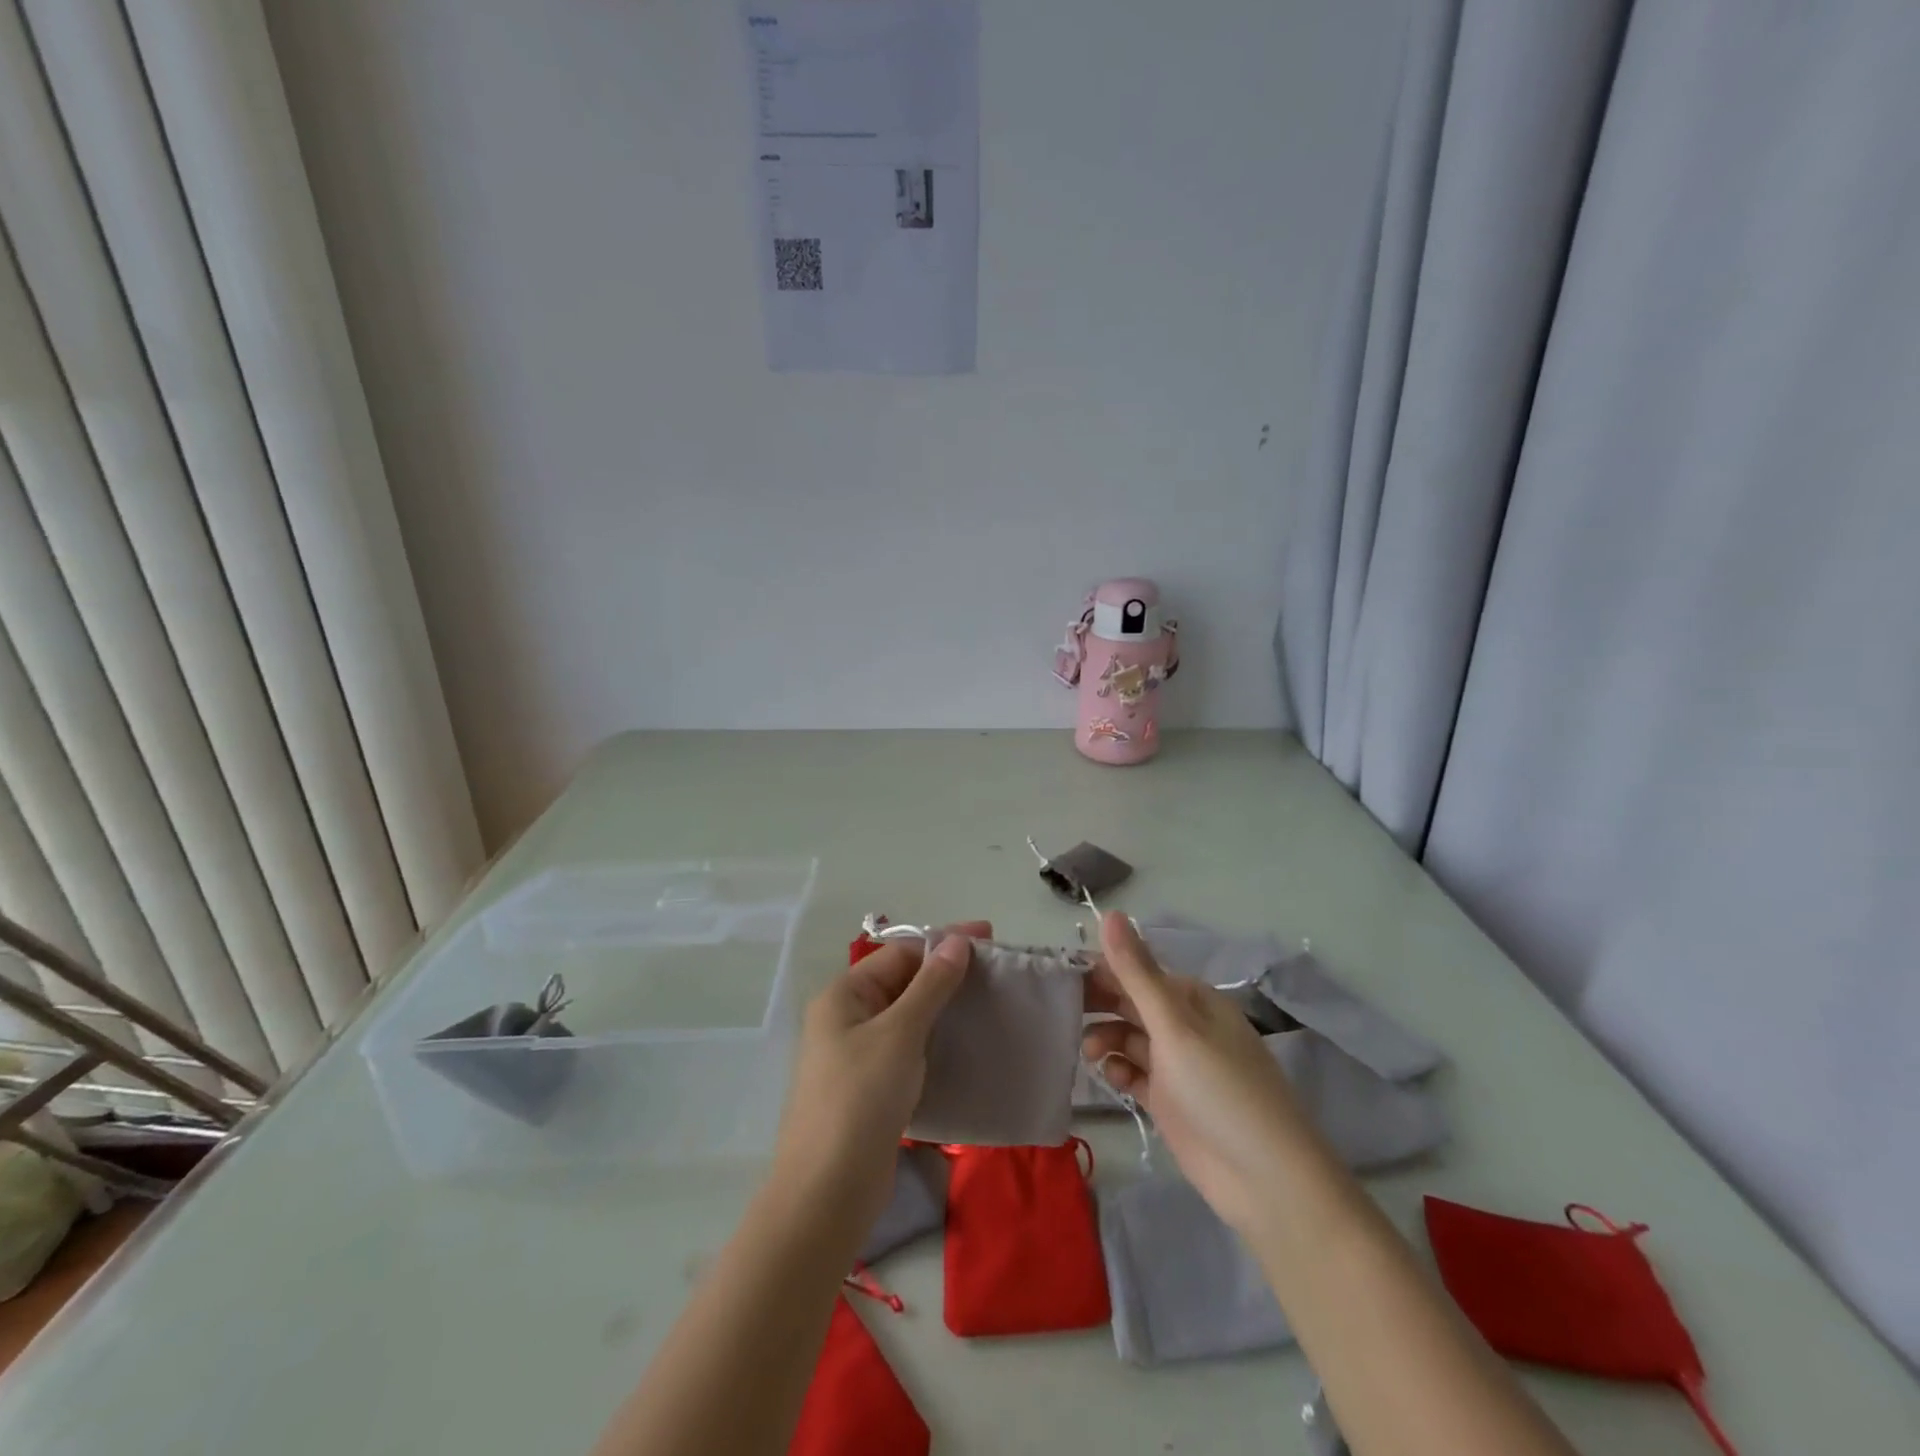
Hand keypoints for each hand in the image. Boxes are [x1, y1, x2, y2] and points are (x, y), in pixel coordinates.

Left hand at [771, 922, 983, 1231]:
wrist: (828, 1193)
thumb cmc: (861, 1098)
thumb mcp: (900, 1033)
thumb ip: (931, 985)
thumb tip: (957, 940)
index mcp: (843, 995)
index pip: (899, 953)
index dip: (943, 942)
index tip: (990, 939)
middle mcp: (847, 1018)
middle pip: (903, 982)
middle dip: (947, 974)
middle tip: (996, 974)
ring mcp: (857, 1056)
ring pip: (908, 1018)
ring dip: (945, 1009)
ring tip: (989, 1006)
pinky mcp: (871, 1089)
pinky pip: (909, 1050)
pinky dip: (936, 1042)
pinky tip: (966, 1046)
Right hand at [1082, 913, 1316, 1233]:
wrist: (1266, 1180)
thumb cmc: (1221, 1090)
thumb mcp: (1175, 1026)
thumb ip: (1137, 972)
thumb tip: (1109, 912)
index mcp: (1191, 998)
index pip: (1136, 971)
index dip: (1100, 970)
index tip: (1061, 976)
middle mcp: (1184, 1025)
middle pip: (1131, 1002)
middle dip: (1098, 1004)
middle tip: (1060, 1011)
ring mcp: (1178, 1065)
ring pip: (1129, 1037)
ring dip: (1106, 1038)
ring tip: (1088, 1052)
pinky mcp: (1170, 1100)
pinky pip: (1135, 1073)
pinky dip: (1119, 1070)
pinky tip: (1111, 1077)